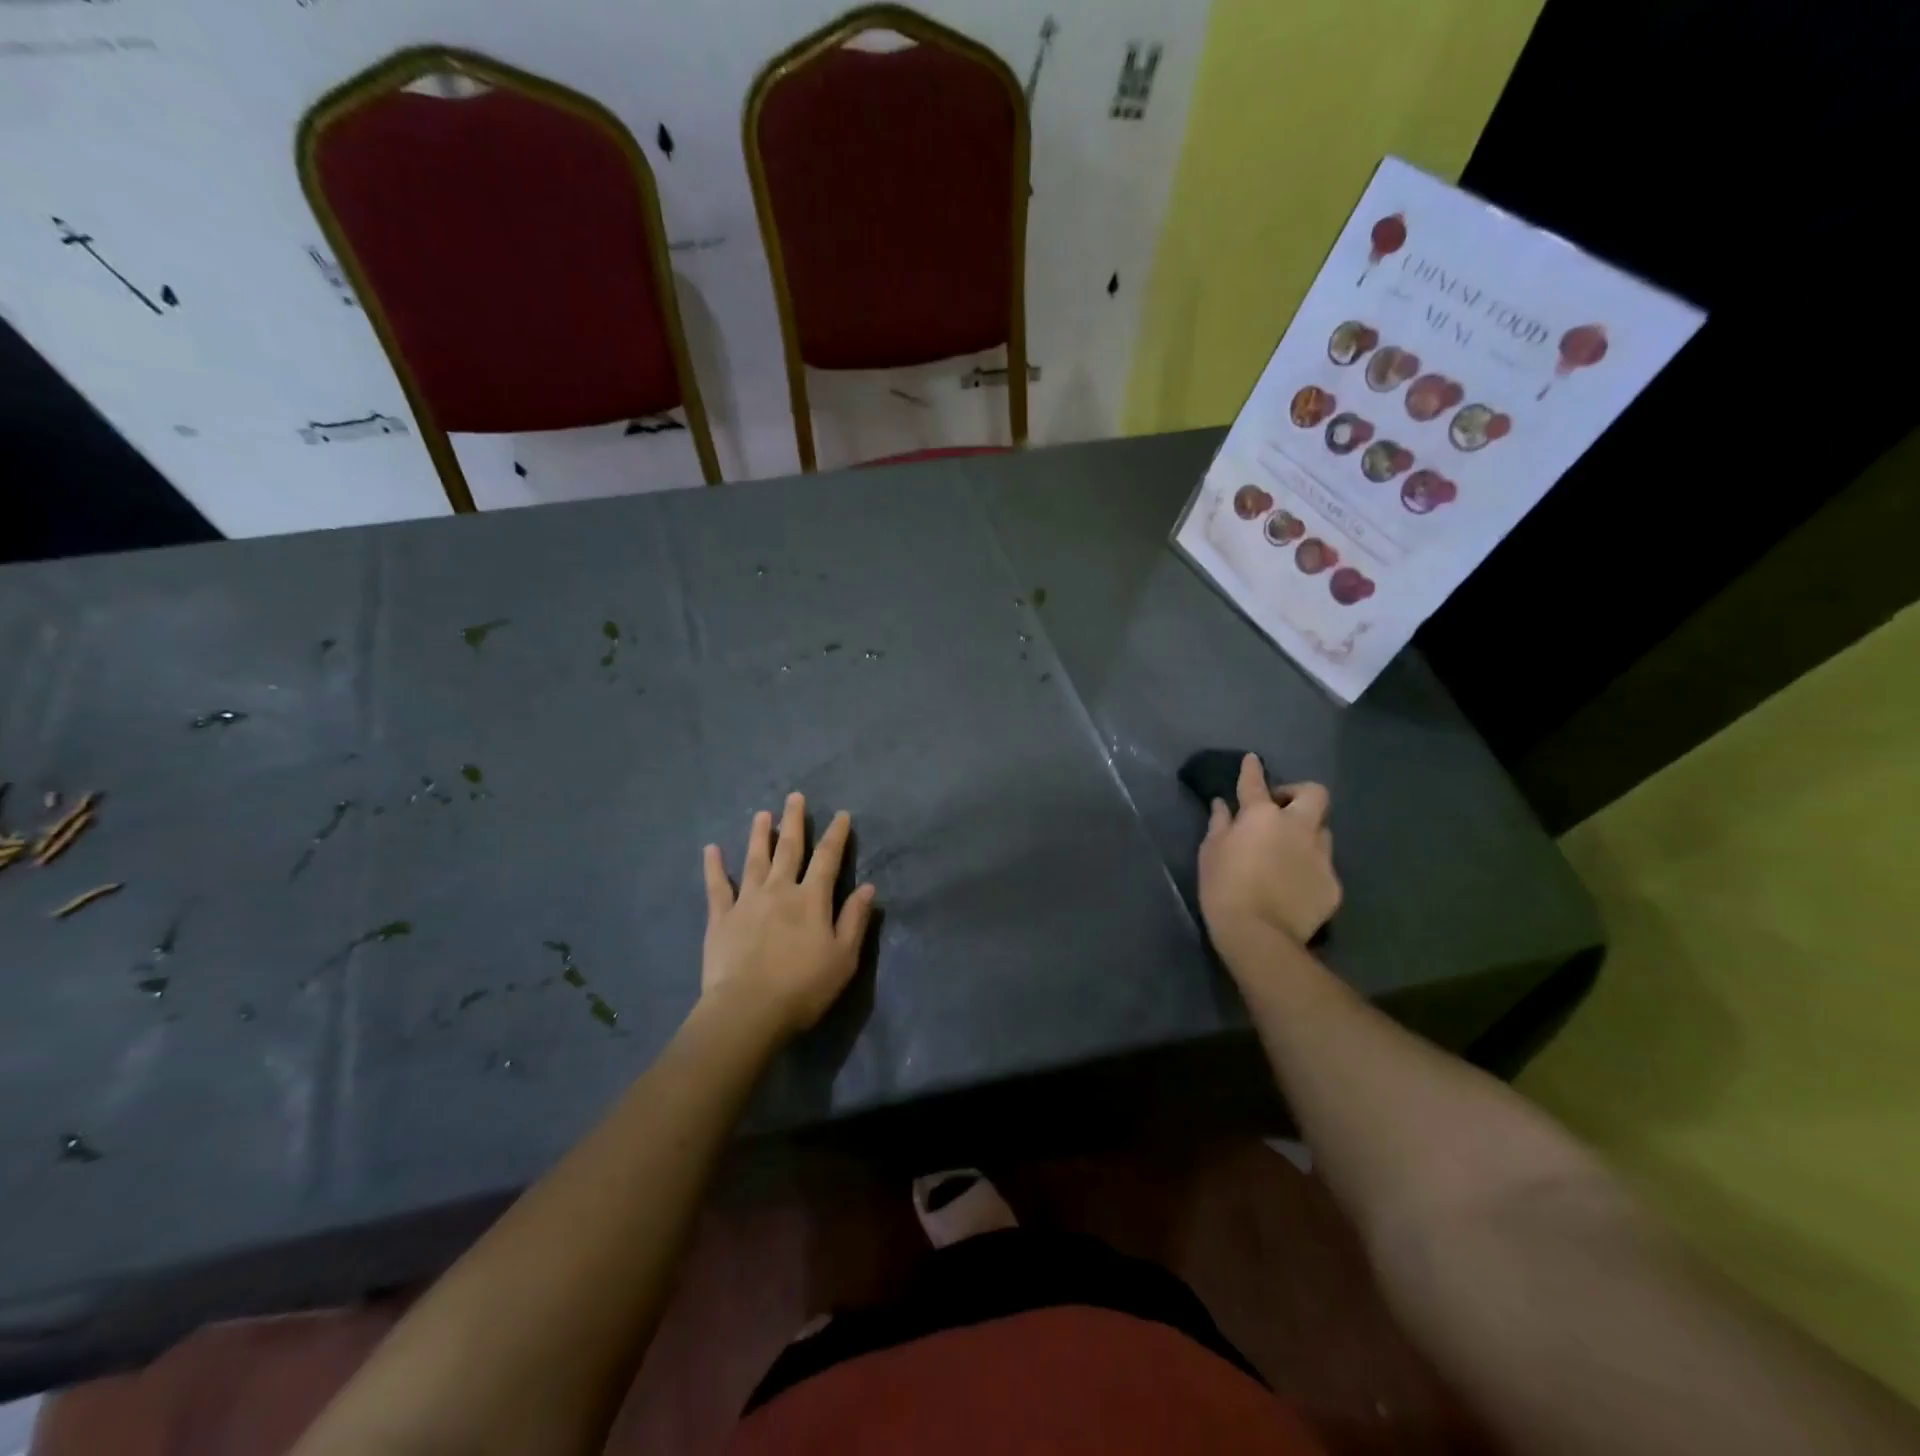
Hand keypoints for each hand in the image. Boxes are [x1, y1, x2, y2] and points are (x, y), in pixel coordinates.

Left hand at [701, 793, 877, 1036]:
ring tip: (762, 814)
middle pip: (789, 849)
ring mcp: (747, 901)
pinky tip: (711, 849)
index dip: (836, 835)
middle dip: (795, 822)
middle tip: (795, 797)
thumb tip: (868, 886)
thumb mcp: (843, 957)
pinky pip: (717, 886)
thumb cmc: (803, 987)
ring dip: (760, 835)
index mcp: (812, 899)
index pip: (828, 859)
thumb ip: (855, 919)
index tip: (841, 814)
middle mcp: (780, 890)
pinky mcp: (721, 918)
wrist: (748, 1010)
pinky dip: (714, 866)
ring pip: (755, 859)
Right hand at [1198, 753, 1340, 958]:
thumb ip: (1219, 824)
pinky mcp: (1333, 884)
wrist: (1258, 934)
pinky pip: (1323, 866)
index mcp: (1262, 816)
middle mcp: (1298, 827)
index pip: (1256, 782)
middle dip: (1299, 793)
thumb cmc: (1224, 887)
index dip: (1253, 769)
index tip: (1253, 760)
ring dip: (1306, 832)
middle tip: (1281, 808)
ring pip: (1322, 830)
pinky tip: (1294, 884)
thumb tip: (1222, 805)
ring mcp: (1320, 855)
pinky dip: (1309, 868)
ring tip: (1288, 851)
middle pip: (1314, 794)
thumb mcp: (1211, 852)